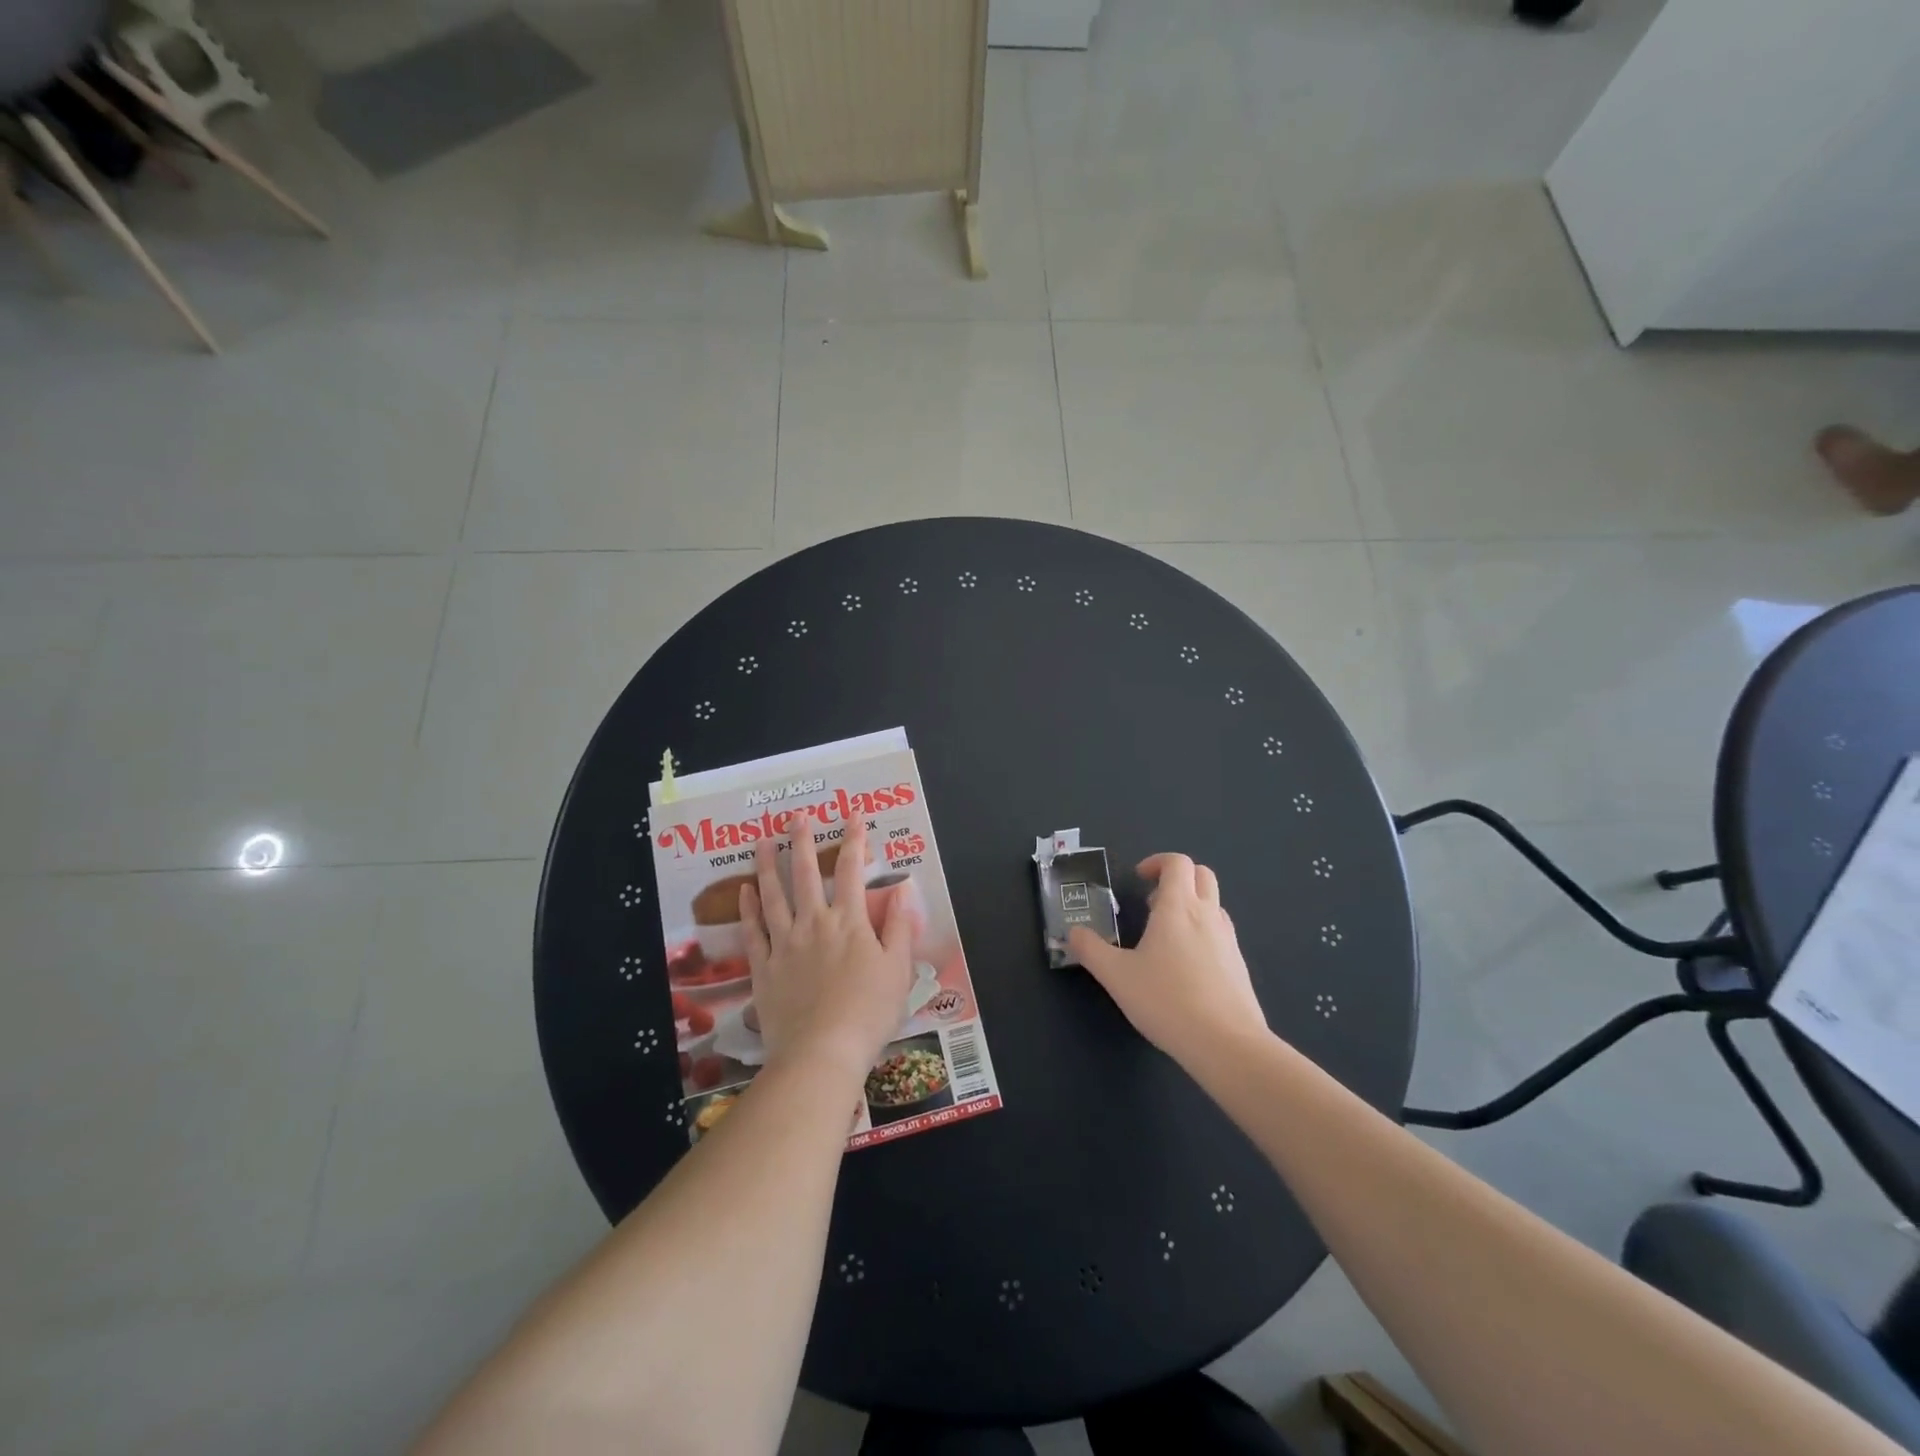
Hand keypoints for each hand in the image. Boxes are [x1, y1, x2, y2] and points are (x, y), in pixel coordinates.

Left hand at [740, 817, 913, 1081]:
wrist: (822, 1053)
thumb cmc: (868, 1013)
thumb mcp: (898, 970)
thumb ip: (900, 928)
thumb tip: (903, 889)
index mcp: (850, 923)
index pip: (852, 871)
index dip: (854, 840)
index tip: (853, 815)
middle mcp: (814, 924)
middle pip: (807, 874)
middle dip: (803, 841)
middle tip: (796, 816)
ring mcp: (784, 944)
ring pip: (774, 896)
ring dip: (769, 866)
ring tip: (764, 841)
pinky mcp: (763, 968)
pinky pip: (753, 932)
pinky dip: (747, 909)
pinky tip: (743, 890)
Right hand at [1068, 853, 1265, 1067]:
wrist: (1227, 1044)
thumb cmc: (1167, 1000)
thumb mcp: (1116, 976)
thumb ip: (1090, 950)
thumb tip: (1072, 932)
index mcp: (1178, 907)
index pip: (1177, 863)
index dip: (1157, 862)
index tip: (1138, 879)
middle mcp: (1208, 915)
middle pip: (1202, 875)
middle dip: (1177, 878)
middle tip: (1151, 901)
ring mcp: (1229, 940)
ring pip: (1214, 904)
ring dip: (1191, 906)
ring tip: (1164, 935)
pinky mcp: (1239, 966)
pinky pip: (1221, 934)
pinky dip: (1202, 933)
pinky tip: (1185, 967)